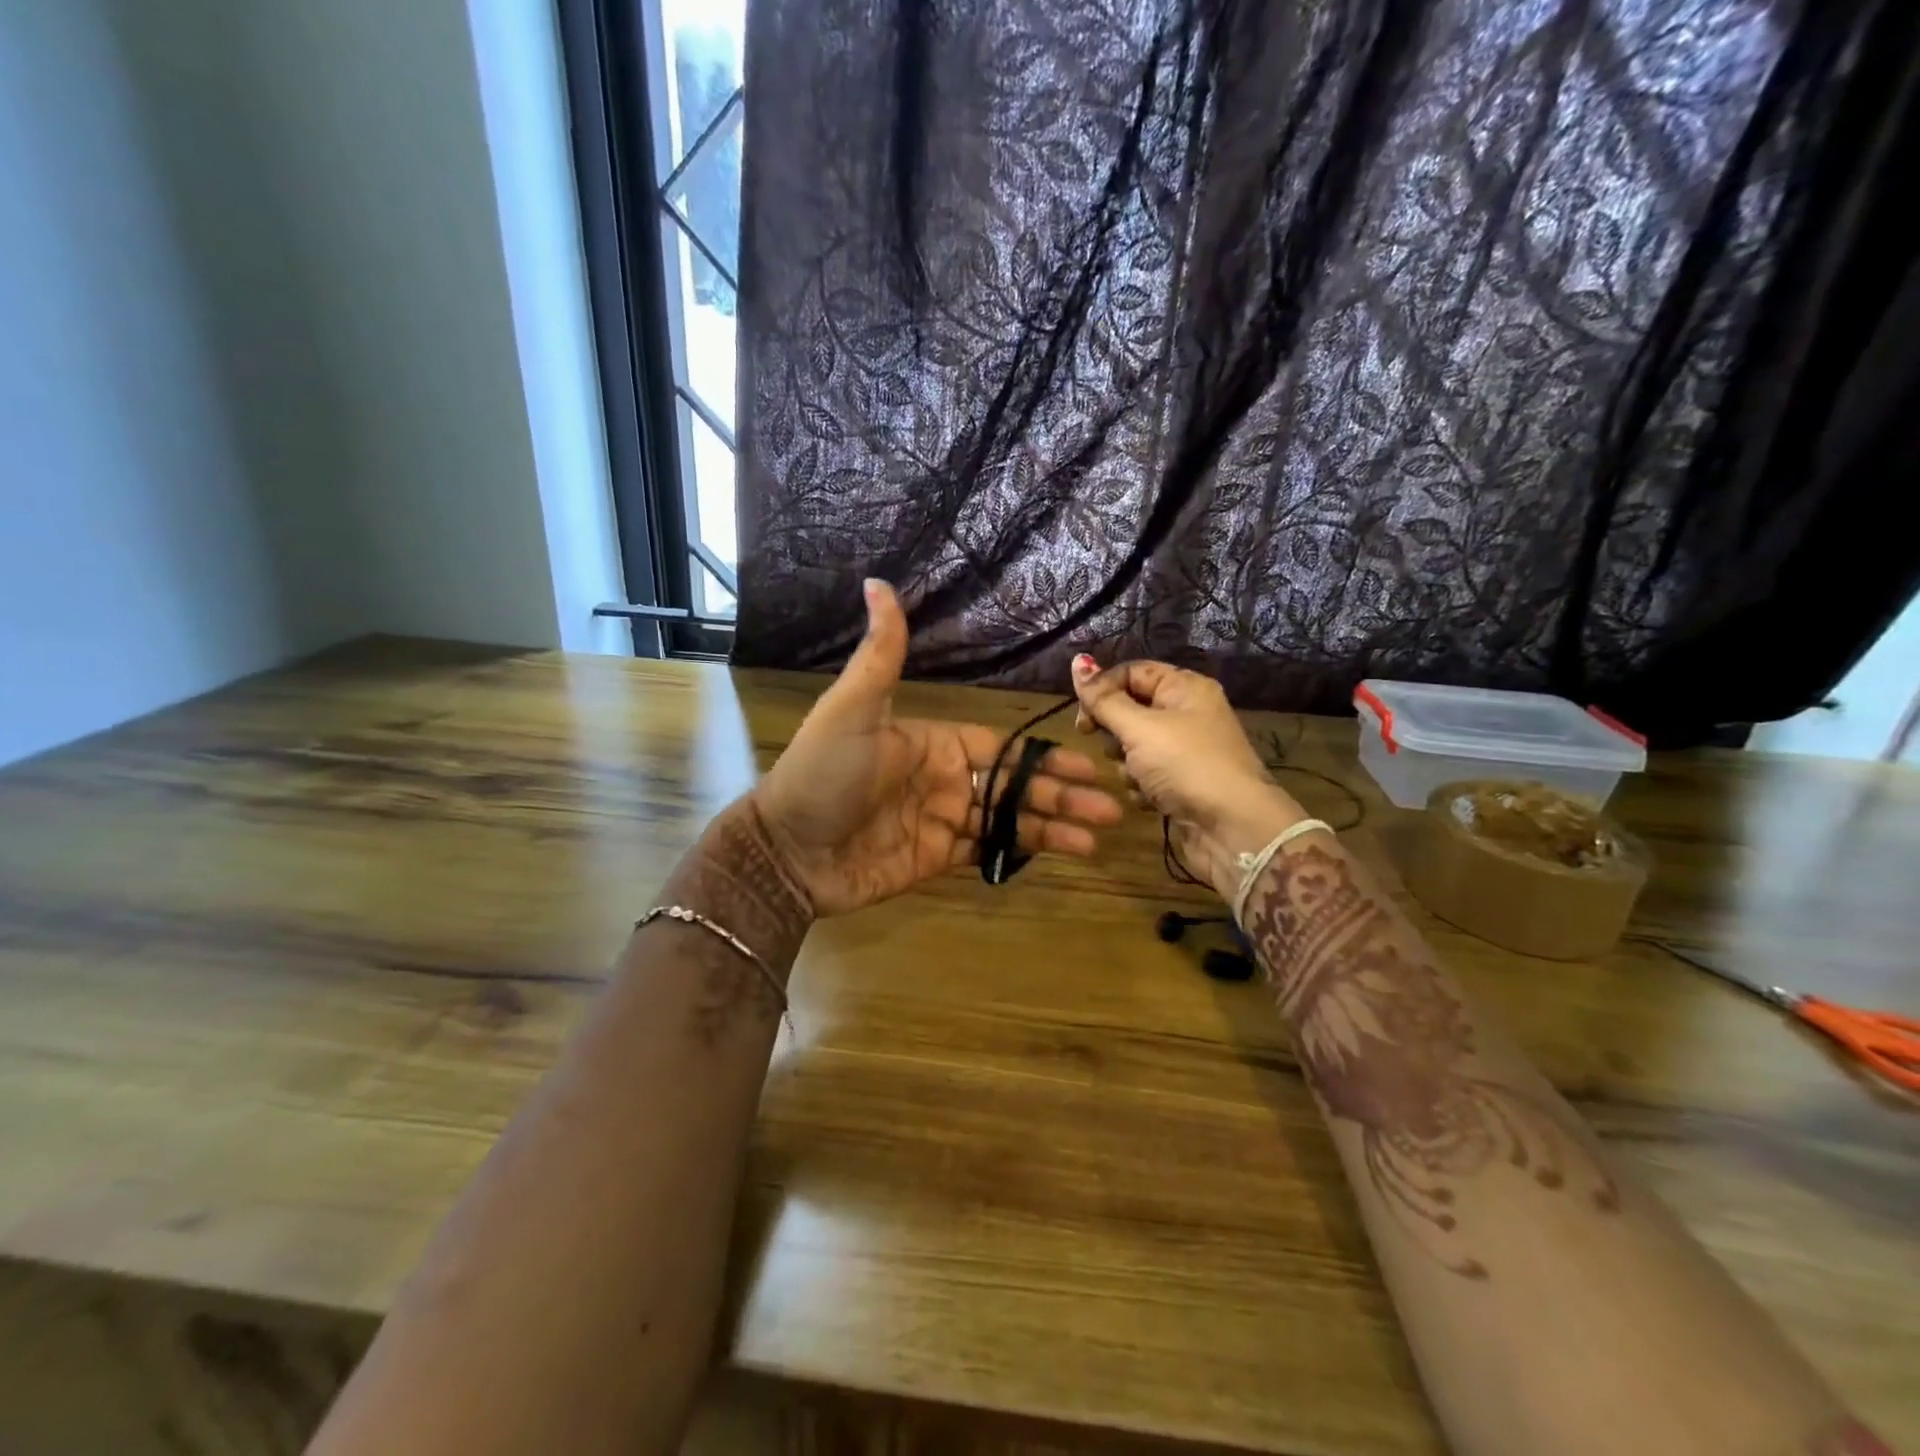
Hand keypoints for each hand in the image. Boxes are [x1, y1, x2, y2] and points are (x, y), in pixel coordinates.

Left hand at [753, 582, 1122, 916]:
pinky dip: (1021, 851)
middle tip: (1111, 808)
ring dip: (1053, 827)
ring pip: (1008, 820)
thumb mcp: (852, 709)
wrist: (787, 851)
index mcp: (934, 743)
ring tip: (1097, 837)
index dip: (1044, 757)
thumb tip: (878, 582)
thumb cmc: (822, 775)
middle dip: (1061, 794)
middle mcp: (944, 779)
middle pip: (1015, 785)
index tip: (1088, 764)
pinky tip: (1056, 853)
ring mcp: (941, 821)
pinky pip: (986, 851)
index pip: (1003, 748)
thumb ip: (881, 654)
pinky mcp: (934, 859)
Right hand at [1069, 655, 1305, 901]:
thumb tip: (1077, 659)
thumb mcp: (1139, 728)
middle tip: (1114, 749)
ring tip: (1138, 778)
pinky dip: (1141, 786)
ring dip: (1127, 764)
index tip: (1082, 720)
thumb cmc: (1186, 765)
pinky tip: (1150, 800)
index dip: (1103, 691)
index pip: (1131, 673)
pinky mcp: (1181, 782)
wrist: (1233, 828)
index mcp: (1184, 687)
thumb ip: (1103, 698)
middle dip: (1115, 732)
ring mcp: (1185, 750)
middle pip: (1130, 709)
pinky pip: (1146, 774)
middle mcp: (1187, 713)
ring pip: (1134, 746)